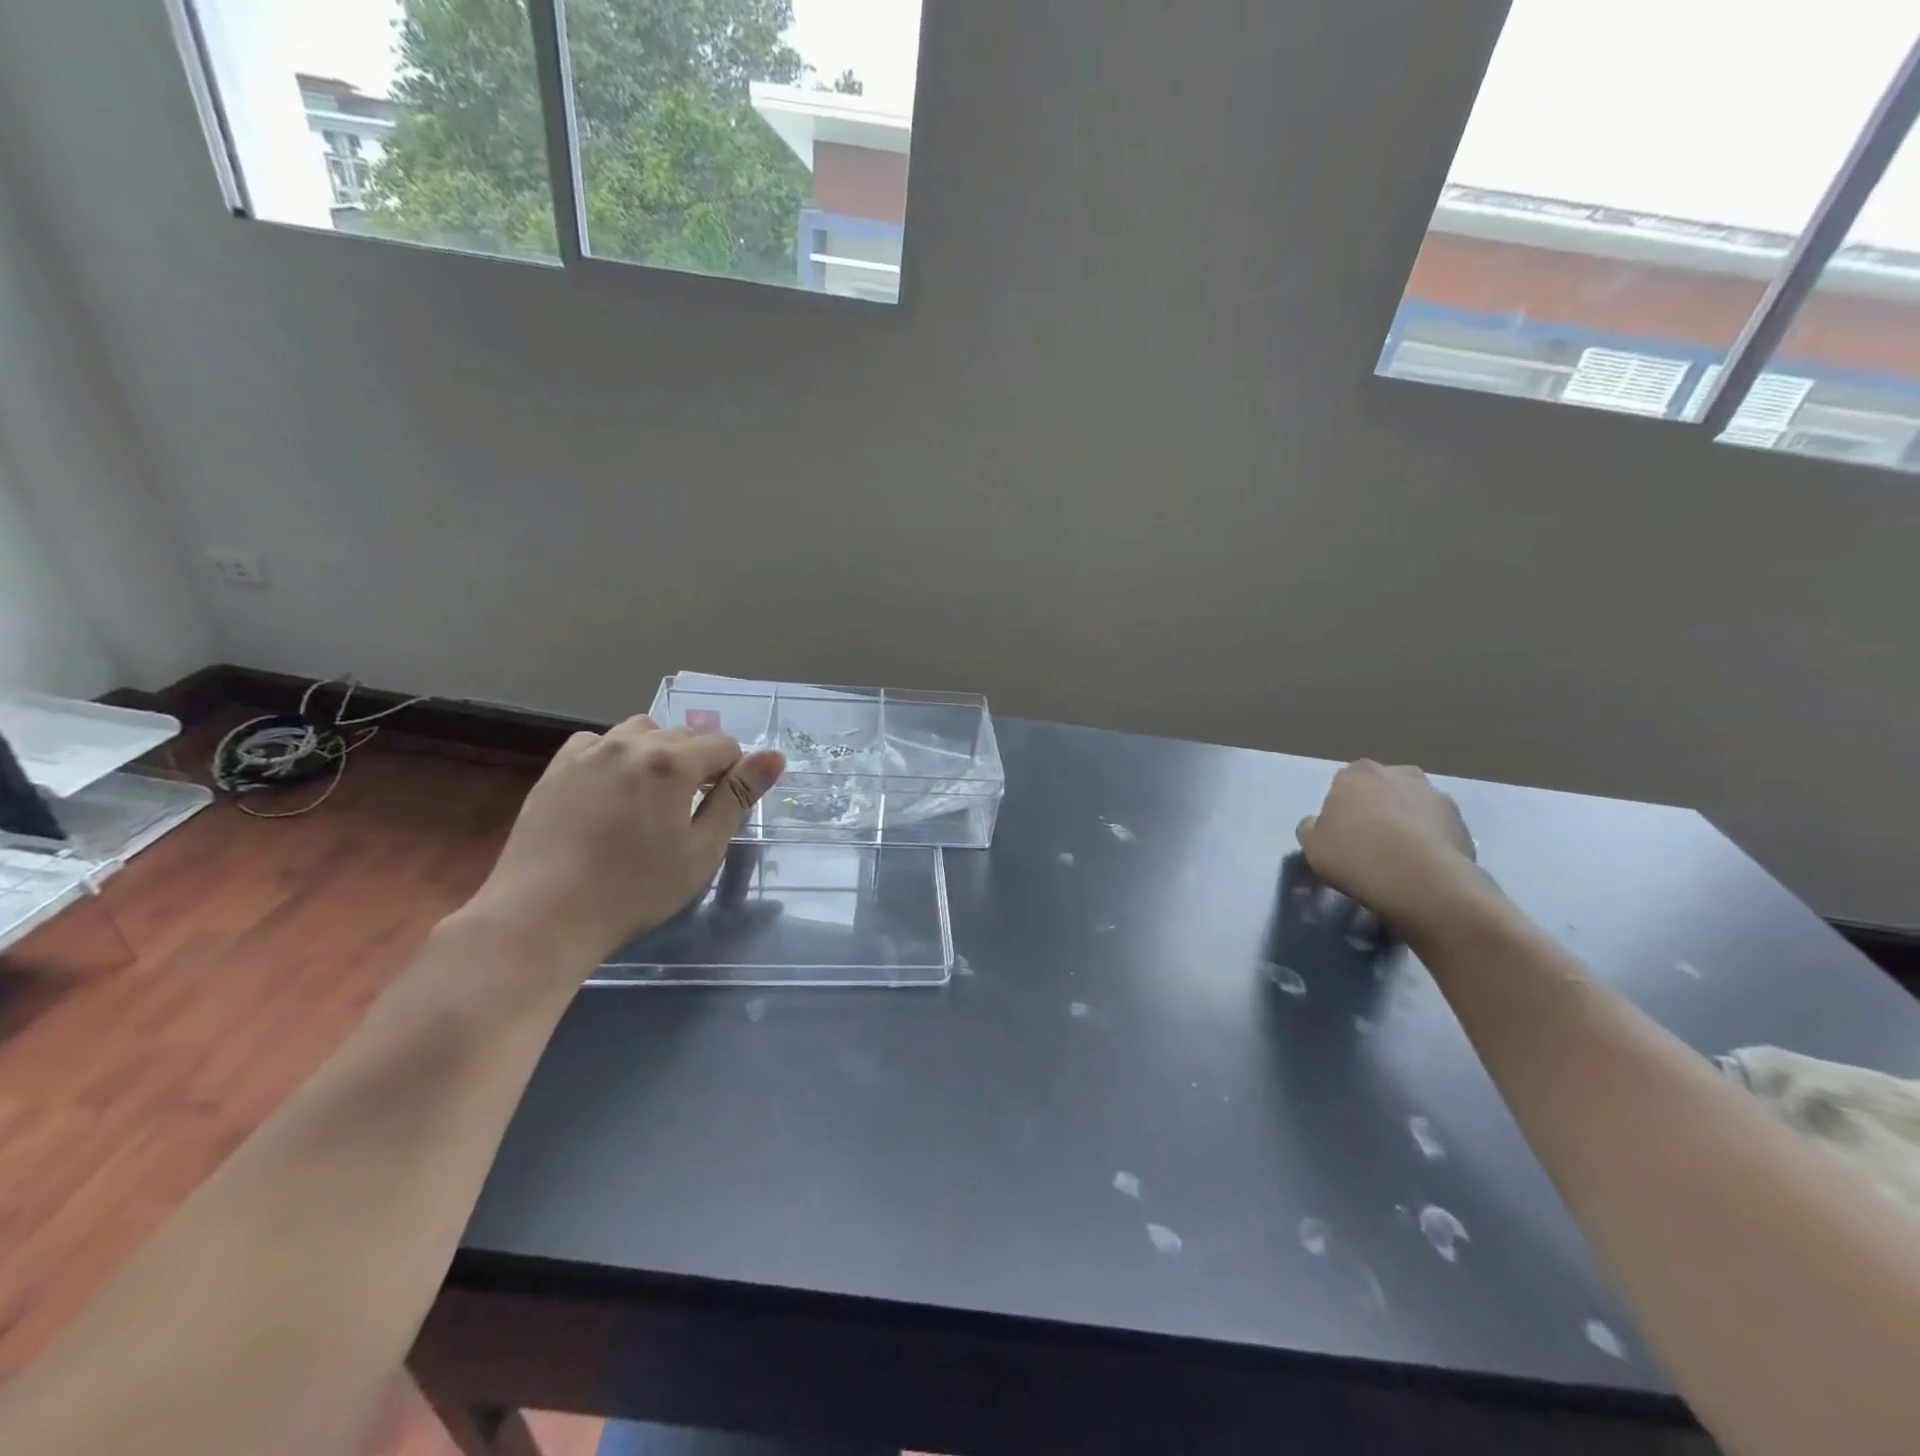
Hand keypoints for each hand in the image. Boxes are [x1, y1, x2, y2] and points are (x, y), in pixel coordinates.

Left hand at [465, 716, 785, 966]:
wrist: (543, 915)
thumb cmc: (635, 889)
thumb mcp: (702, 850)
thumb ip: (738, 797)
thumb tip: (774, 757)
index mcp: (673, 762)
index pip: (724, 745)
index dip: (732, 774)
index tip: (720, 809)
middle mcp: (632, 743)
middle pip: (684, 734)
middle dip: (697, 763)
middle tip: (688, 811)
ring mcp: (589, 752)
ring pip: (640, 732)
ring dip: (657, 752)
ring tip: (651, 796)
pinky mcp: (557, 767)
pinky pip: (599, 743)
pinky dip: (616, 755)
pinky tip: (611, 790)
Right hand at [1296, 761, 1488, 934]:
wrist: (1420, 880)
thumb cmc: (1354, 855)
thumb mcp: (1311, 845)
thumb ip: (1311, 828)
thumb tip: (1317, 824)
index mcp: (1357, 773)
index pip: (1345, 783)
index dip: (1343, 808)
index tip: (1341, 833)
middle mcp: (1398, 773)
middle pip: (1383, 789)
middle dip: (1378, 808)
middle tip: (1370, 842)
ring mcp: (1436, 796)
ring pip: (1414, 807)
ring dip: (1407, 823)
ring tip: (1399, 858)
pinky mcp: (1463, 823)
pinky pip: (1438, 829)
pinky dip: (1430, 842)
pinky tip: (1421, 868)